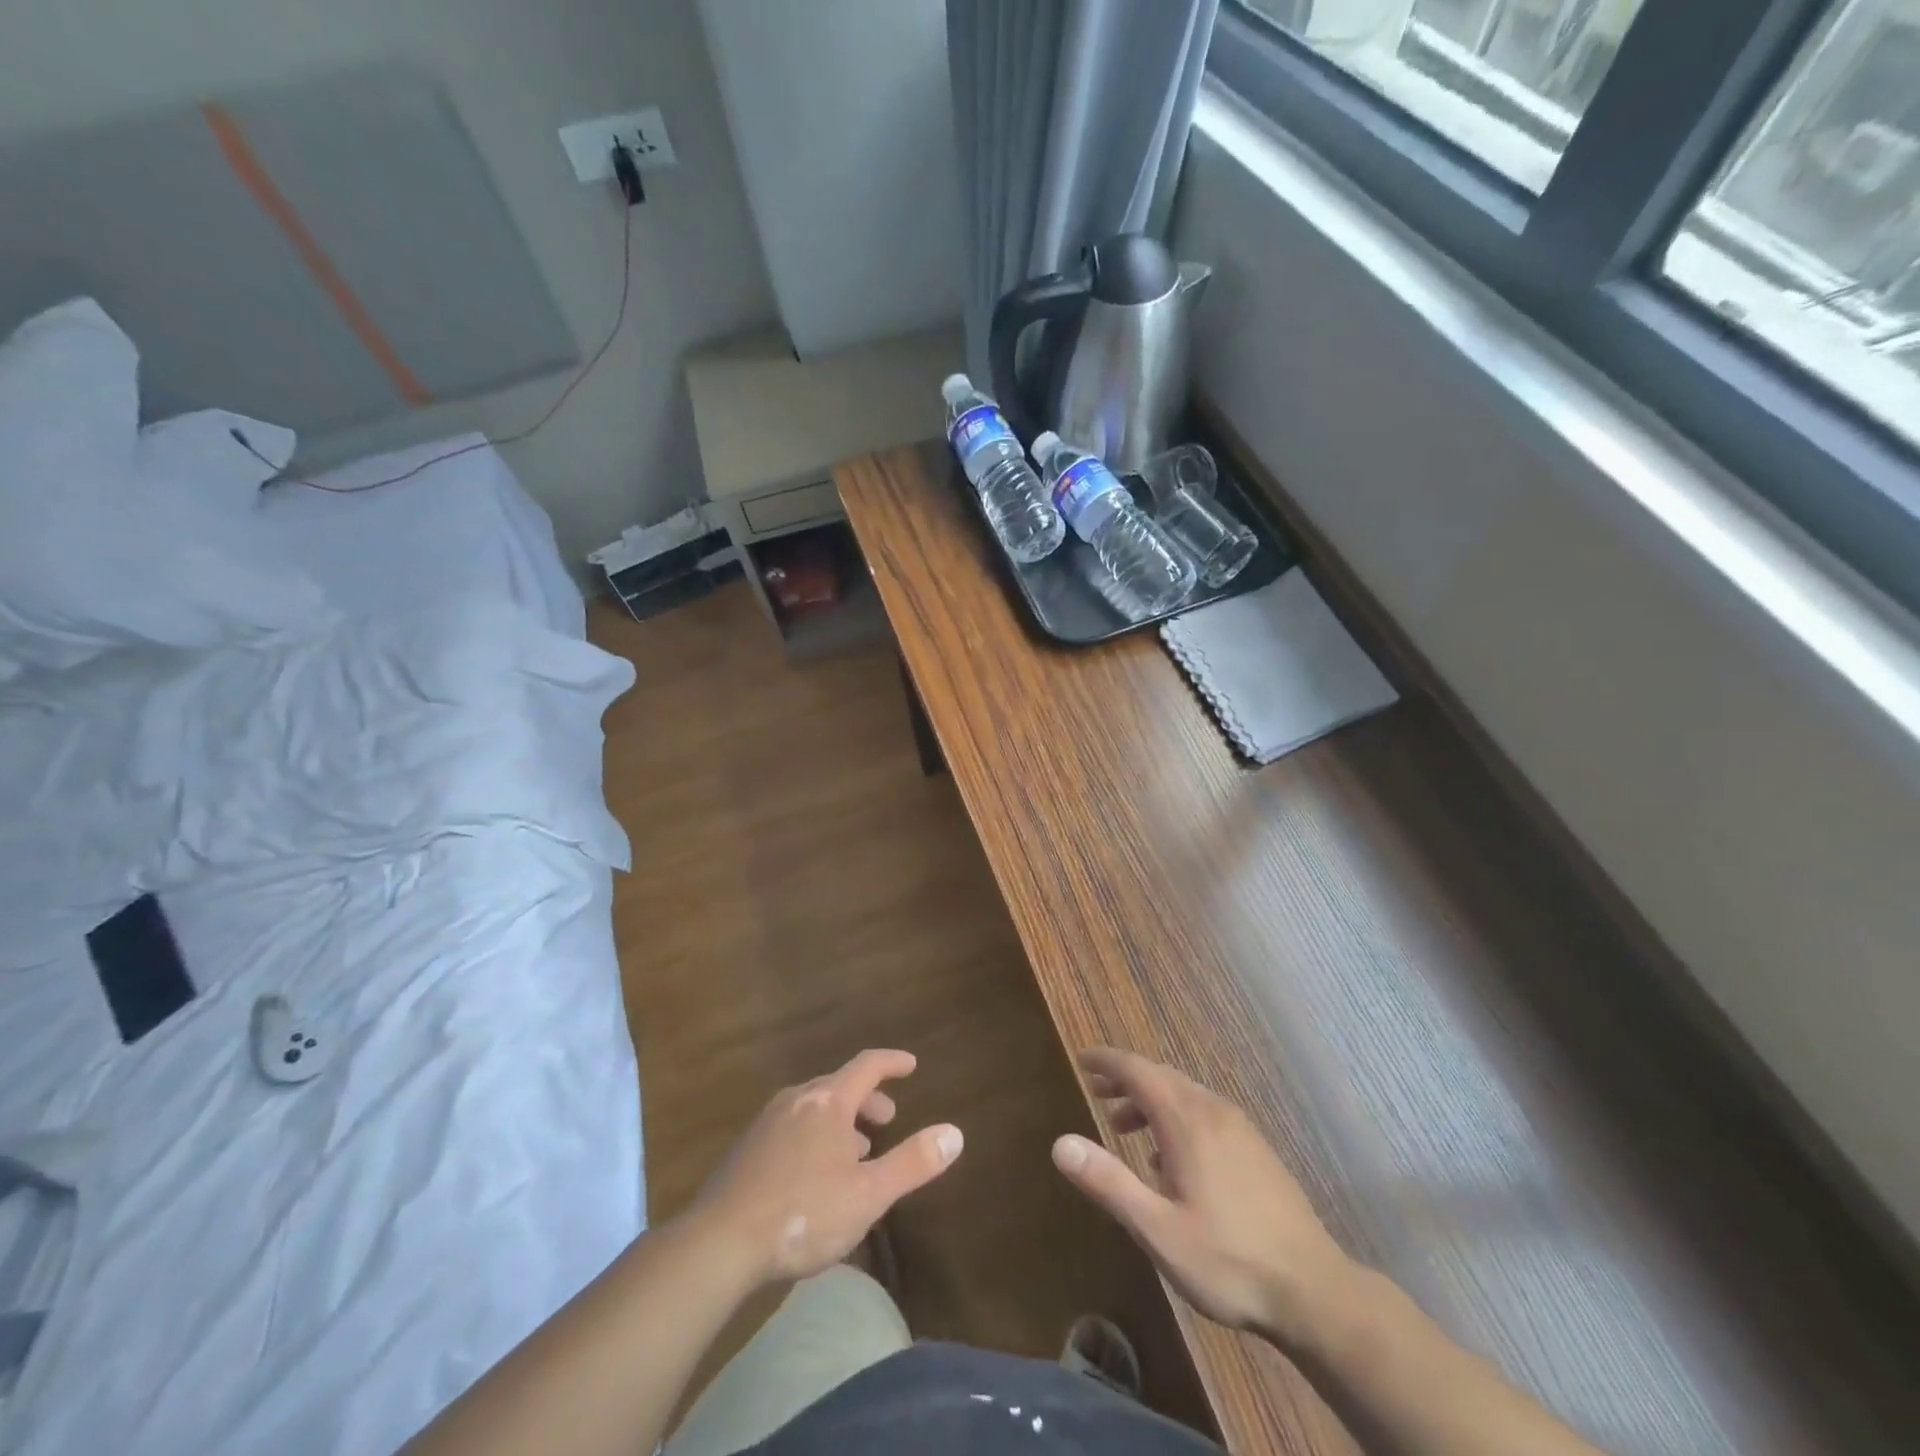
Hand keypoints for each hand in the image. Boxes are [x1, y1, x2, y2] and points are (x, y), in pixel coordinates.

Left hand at [690, 1049, 963, 1286]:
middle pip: (839, 1085)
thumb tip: (955, 1133)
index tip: (911, 1064)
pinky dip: (815, 1135)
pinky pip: (792, 1127)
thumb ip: (912, 1162)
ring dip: (841, 1121)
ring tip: (855, 1151)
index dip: (892, 1062)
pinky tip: (815, 1173)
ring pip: (814, 1107)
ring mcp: (767, 1123)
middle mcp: (797, 1100)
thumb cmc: (803, 1213)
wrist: (718, 1243)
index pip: (866, 1066)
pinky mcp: (747, 1149)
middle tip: (887, 1118)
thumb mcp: (869, 1194)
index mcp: (828, 1101)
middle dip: (867, 1098)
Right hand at [1052, 1047, 1356, 1347]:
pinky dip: (1175, 1116)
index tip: (1082, 1059)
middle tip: (1096, 1092)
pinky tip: (1170, 1158)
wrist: (1315, 1291)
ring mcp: (1239, 1128)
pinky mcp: (1255, 1148)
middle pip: (1161, 1076)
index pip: (1138, 1070)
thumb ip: (1108, 1182)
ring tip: (1124, 1127)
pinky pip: (1204, 1112)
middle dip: (1126, 1079)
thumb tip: (1060, 1143)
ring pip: (1184, 1094)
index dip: (1107, 1061)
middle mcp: (1213, 1111)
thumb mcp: (1157, 1230)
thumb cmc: (1228, 1261)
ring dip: (1150, 1099)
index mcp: (1187, 1120)